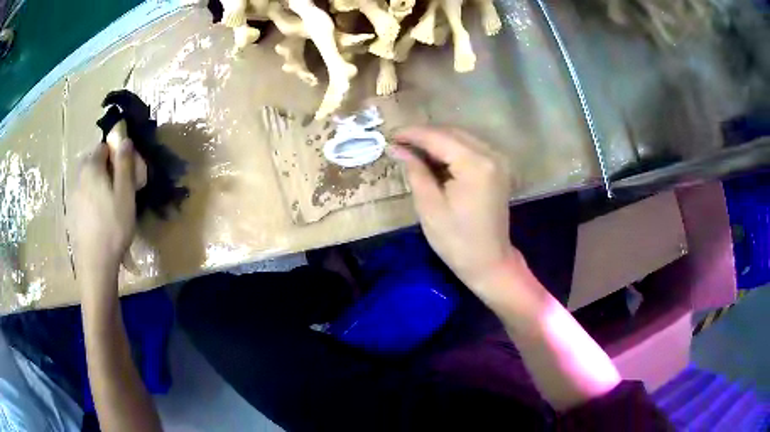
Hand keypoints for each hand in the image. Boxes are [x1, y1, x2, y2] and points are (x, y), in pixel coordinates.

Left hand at [69, 139, 135, 288]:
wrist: (95, 263)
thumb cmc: (113, 226)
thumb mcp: (125, 193)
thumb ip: (125, 163)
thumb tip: (125, 139)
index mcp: (91, 167)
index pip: (104, 146)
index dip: (116, 155)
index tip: (126, 173)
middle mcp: (79, 176)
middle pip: (94, 162)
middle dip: (106, 169)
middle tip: (119, 189)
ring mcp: (73, 196)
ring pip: (88, 180)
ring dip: (99, 184)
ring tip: (110, 206)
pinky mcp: (72, 213)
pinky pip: (84, 196)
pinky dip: (92, 199)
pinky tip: (100, 218)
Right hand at [389, 126, 518, 290]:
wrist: (489, 262)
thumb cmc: (456, 241)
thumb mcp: (429, 206)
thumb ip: (415, 170)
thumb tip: (396, 147)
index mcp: (475, 164)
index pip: (438, 137)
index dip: (412, 134)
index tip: (389, 135)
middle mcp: (491, 155)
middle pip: (451, 133)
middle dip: (423, 136)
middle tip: (398, 144)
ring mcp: (498, 160)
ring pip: (461, 138)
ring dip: (436, 141)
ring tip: (411, 150)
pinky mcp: (498, 168)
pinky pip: (470, 149)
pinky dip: (450, 150)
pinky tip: (433, 159)